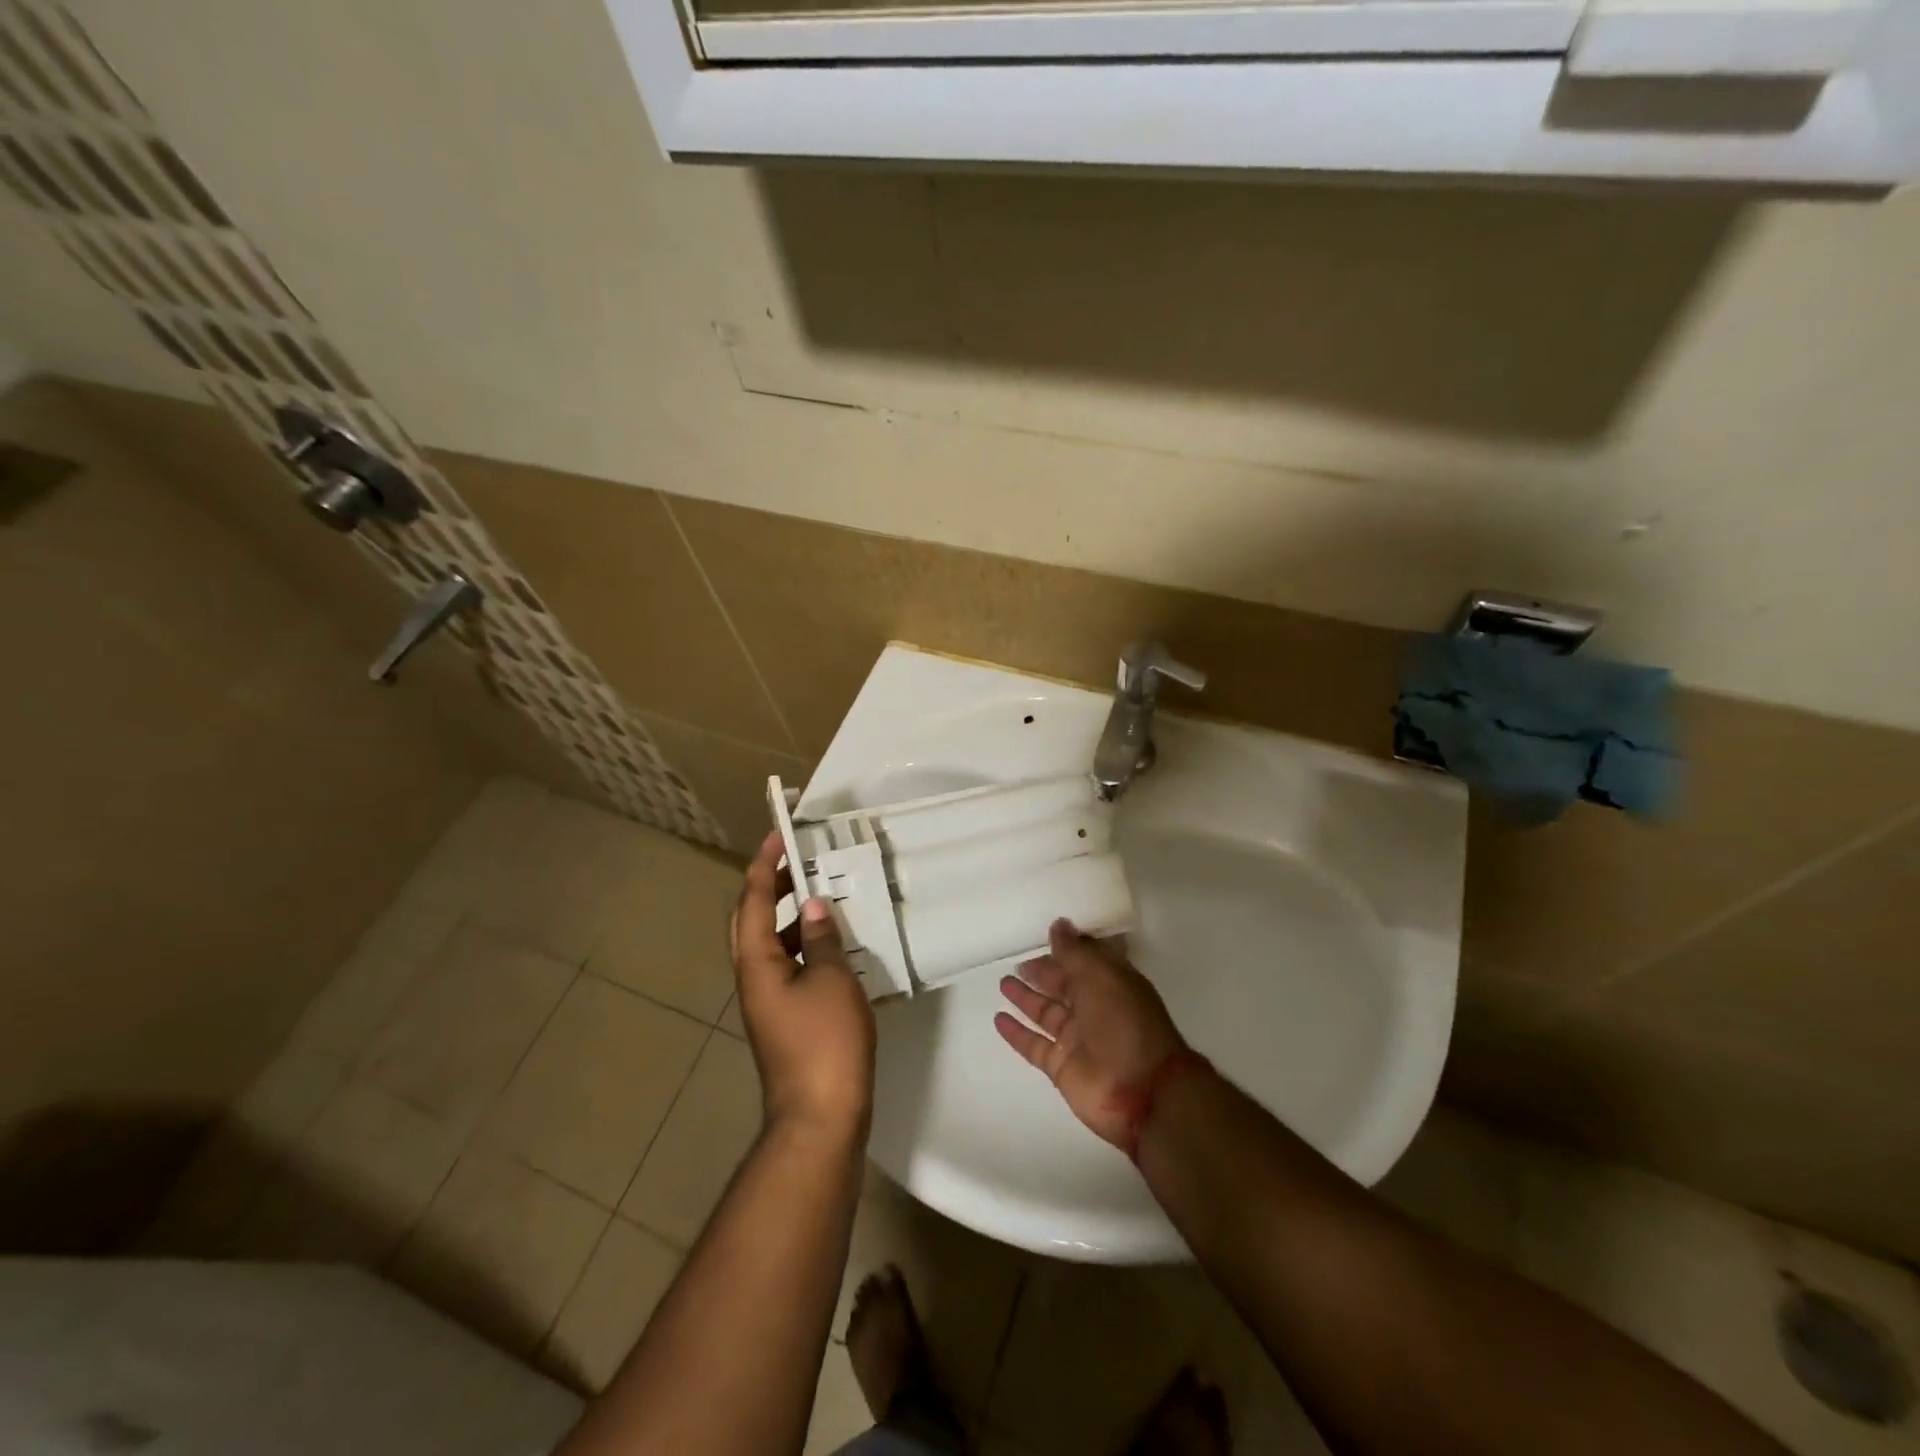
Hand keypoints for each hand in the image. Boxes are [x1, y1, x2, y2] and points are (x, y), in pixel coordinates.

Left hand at [731, 833, 876, 1140]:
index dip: (763, 866)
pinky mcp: (788, 1020)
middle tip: (800, 862)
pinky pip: (790, 967)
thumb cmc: (825, 1042)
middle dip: (771, 888)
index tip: (777, 836)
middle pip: (753, 922)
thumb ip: (821, 939)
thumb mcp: (831, 980)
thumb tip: (811, 907)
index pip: (753, 901)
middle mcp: (754, 979)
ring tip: (822, 897)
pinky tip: (836, 946)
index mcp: (757, 964)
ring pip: (772, 946)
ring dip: (790, 918)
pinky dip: (806, 947)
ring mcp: (769, 1003)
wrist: (821, 1117)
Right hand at [995, 918, 1189, 1149]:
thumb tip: (1058, 924)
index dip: (1067, 948)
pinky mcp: (1061, 1066)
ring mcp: (1077, 1039)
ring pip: (1046, 1013)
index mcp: (1111, 983)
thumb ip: (1075, 952)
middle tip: (1019, 962)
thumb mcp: (1101, 977)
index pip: (1086, 960)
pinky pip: (1034, 1045)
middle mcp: (1095, 1008)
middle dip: (1044, 973)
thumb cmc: (1125, 1024)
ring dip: (1026, 998)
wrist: (1143, 1092)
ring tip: (1004, 983)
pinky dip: (1017, 1033)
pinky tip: (999, 1019)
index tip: (1045, 935)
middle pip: (1064, 986)